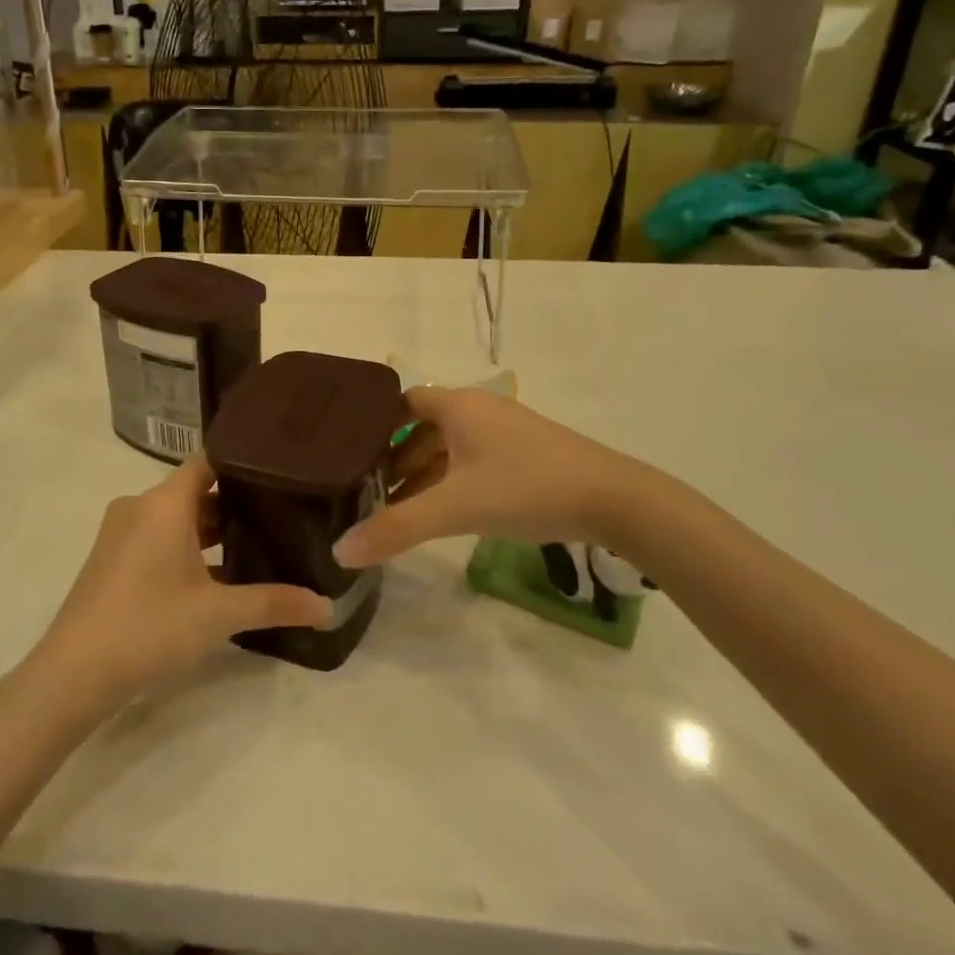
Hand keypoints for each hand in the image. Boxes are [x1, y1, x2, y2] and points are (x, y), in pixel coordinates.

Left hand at [35, 455, 331, 705]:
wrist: (72, 674)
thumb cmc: (149, 627)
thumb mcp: (218, 615)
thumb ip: (274, 604)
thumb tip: (328, 607)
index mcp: (163, 503)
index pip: (207, 462)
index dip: (241, 466)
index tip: (277, 477)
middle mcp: (139, 507)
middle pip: (192, 491)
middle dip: (231, 505)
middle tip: (277, 517)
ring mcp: (119, 533)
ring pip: (173, 517)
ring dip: (208, 531)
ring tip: (253, 547)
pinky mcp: (110, 559)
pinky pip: (155, 537)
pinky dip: (183, 548)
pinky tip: (213, 578)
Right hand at [334, 386, 650, 567]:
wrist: (613, 500)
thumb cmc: (526, 487)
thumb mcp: (455, 508)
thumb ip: (397, 527)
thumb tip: (340, 552)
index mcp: (458, 405)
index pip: (400, 402)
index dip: (372, 425)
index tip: (346, 454)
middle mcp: (478, 409)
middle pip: (421, 427)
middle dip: (393, 458)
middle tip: (364, 490)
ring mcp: (504, 432)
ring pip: (448, 447)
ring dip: (421, 474)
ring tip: (395, 508)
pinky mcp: (524, 455)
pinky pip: (471, 461)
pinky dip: (449, 482)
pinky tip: (442, 512)